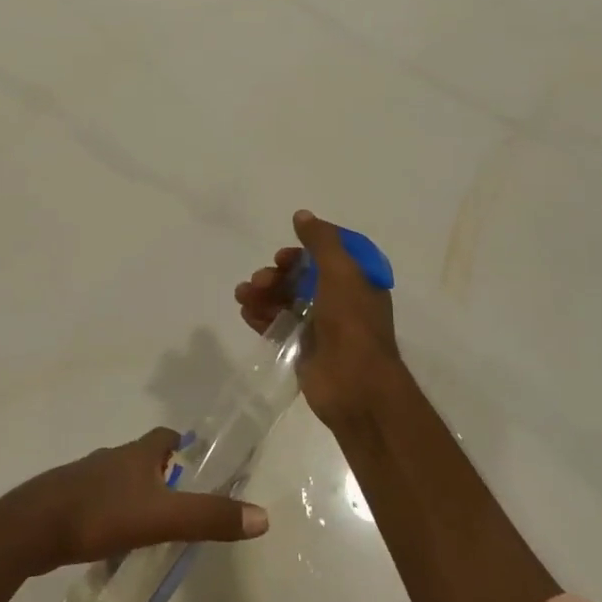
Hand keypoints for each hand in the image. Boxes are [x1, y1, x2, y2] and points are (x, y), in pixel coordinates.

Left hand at [0, 427, 269, 575]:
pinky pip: (100, 505)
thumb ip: (209, 517)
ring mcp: (86, 479)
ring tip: (153, 533)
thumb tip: (262, 516)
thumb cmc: (99, 514)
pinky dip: (114, 518)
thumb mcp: (162, 519)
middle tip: (183, 510)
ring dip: (138, 500)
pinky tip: (115, 545)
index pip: (166, 437)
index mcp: (136, 454)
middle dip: (163, 479)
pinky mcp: (67, 502)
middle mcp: (112, 459)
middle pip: (144, 460)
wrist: (32, 528)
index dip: (184, 447)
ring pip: (121, 483)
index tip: (198, 467)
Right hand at [235, 209, 404, 428]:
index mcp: (358, 283)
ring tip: (243, 294)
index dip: (305, 250)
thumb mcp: (341, 272)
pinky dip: (261, 315)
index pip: (330, 256)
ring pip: (287, 300)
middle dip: (278, 274)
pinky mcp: (304, 350)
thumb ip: (321, 241)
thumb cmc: (352, 323)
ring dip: (263, 293)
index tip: (285, 254)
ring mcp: (322, 327)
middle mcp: (342, 302)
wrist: (355, 386)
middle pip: (303, 277)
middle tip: (261, 279)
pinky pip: (278, 325)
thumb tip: (302, 215)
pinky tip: (245, 312)